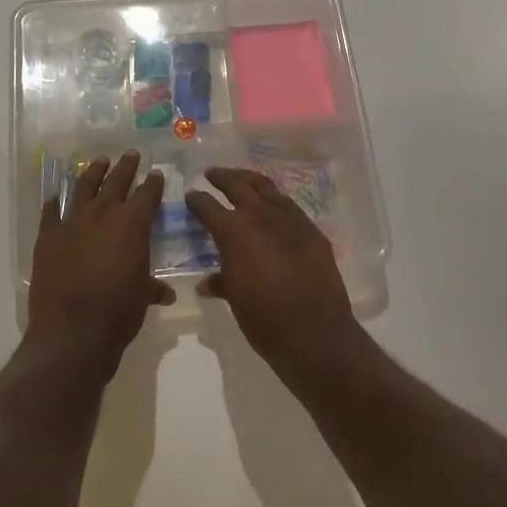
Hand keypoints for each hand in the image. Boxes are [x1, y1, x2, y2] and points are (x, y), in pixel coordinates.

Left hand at [29, 152, 172, 366]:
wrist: (72, 331)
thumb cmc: (118, 312)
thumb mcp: (142, 298)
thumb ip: (152, 287)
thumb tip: (165, 292)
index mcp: (132, 223)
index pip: (147, 194)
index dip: (153, 183)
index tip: (156, 173)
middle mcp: (102, 213)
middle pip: (115, 181)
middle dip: (125, 166)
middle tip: (130, 154)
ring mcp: (71, 222)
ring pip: (83, 187)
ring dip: (92, 172)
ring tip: (98, 161)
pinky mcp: (47, 237)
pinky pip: (50, 213)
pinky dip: (52, 203)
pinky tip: (54, 196)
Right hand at [187, 168, 361, 375]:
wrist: (315, 332)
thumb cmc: (264, 318)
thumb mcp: (234, 298)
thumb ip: (220, 282)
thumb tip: (207, 282)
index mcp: (234, 230)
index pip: (207, 205)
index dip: (196, 200)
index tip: (191, 196)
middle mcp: (259, 215)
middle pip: (237, 184)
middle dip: (222, 177)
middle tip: (212, 173)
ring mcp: (289, 220)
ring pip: (266, 188)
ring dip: (250, 181)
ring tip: (242, 179)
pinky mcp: (311, 231)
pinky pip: (289, 206)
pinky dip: (275, 201)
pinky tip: (272, 206)